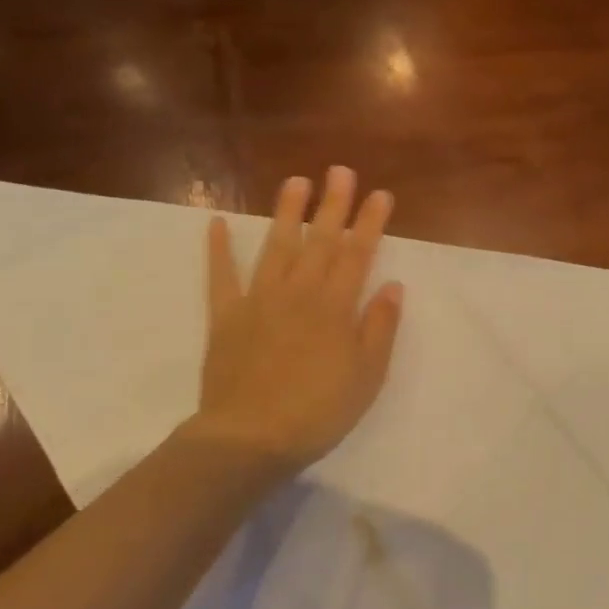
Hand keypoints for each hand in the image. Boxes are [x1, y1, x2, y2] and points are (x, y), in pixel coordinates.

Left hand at [192, 167, 403, 474]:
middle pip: (319, 241)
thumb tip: (393, 286)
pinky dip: (218, 250)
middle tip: (340, 170)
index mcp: (335, 308)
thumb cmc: (319, 412)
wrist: (251, 438)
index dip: (370, 223)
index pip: (357, 255)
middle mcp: (298, 293)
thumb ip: (380, 328)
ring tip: (296, 181)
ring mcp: (258, 301)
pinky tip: (215, 223)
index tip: (380, 195)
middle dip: (333, 205)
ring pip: (276, 248)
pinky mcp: (226, 317)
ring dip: (286, 213)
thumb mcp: (367, 377)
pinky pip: (221, 277)